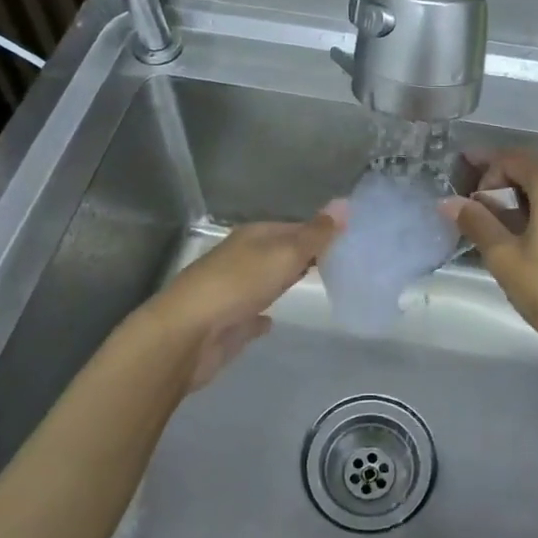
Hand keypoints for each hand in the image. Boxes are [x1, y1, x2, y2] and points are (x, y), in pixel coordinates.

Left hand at [140, 210, 342, 391]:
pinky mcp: (229, 323)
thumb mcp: (284, 254)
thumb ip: (315, 234)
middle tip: (342, 262)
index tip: (350, 240)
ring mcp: (233, 291)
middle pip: (280, 252)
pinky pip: (252, 315)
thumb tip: (345, 203)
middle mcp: (241, 259)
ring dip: (285, 280)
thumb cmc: (238, 285)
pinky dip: (264, 315)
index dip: (320, 231)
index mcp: (253, 237)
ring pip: (266, 281)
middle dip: (305, 255)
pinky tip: (275, 321)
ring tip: (318, 286)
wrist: (187, 334)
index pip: (294, 227)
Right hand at [442, 151, 537, 371]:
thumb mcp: (504, 258)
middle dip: (501, 181)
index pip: (512, 158)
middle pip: (534, 168)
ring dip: (522, 196)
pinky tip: (527, 233)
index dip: (484, 166)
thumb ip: (476, 222)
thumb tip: (448, 202)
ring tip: (495, 223)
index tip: (460, 180)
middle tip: (473, 206)